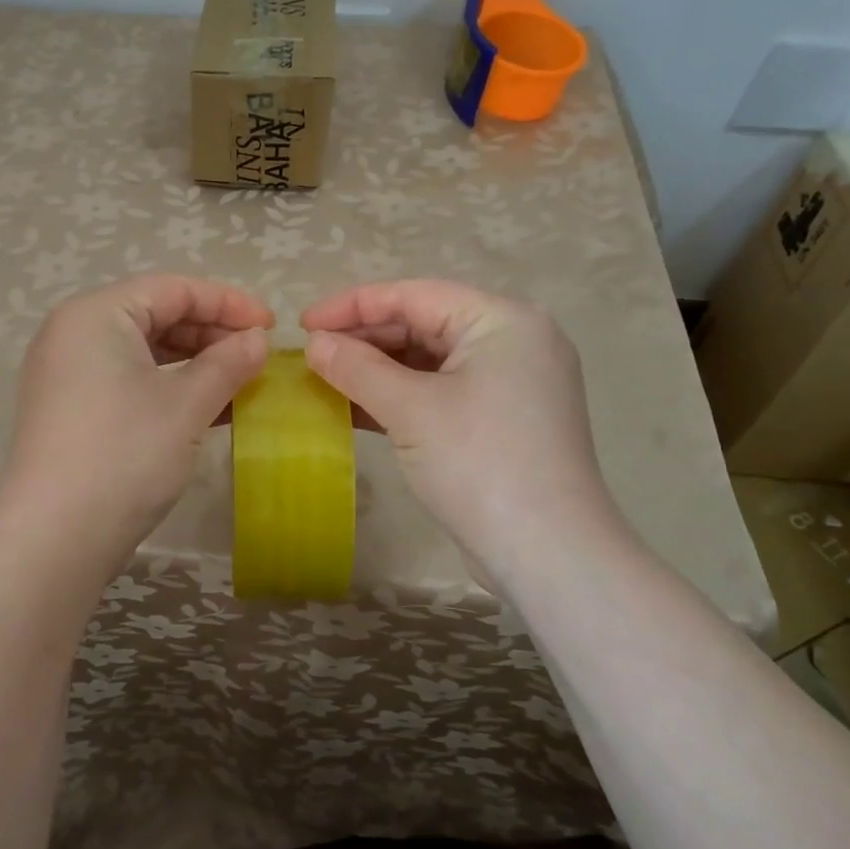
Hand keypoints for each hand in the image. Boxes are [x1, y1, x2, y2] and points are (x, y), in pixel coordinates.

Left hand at [0, 274, 271, 574]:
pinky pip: (128, 382)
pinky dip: (168, 389)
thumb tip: (257, 340)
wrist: (57, 538)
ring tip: (240, 384)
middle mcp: (73, 334)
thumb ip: (228, 363)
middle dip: (211, 334)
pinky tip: (209, 410)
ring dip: (195, 364)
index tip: (271, 325)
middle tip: (257, 357)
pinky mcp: (71, 411)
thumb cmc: (125, 454)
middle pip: (155, 316)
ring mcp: (67, 375)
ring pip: (143, 353)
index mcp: (95, 315)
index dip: (228, 303)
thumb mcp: (186, 404)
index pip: (172, 289)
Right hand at [302, 279, 623, 579]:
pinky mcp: (500, 421)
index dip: (353, 305)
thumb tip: (314, 345)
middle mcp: (512, 342)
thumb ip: (356, 368)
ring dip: (376, 371)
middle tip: (311, 355)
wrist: (546, 553)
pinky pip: (439, 393)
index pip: (415, 295)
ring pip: (429, 362)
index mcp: (502, 321)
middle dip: (364, 339)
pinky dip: (398, 398)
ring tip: (324, 380)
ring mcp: (509, 384)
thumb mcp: (410, 409)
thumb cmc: (478, 463)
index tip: (302, 323)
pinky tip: (354, 408)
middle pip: (423, 325)